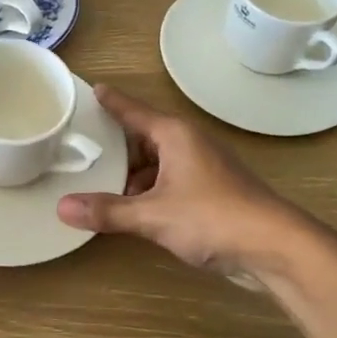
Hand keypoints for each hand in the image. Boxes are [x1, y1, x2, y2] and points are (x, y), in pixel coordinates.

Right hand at [57, 86, 307, 279]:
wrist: (274, 247)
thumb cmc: (212, 217)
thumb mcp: (153, 215)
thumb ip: (108, 212)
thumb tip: (62, 208)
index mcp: (175, 135)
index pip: (135, 111)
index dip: (113, 102)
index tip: (94, 90)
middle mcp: (189, 145)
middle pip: (144, 139)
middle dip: (116, 149)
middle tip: (82, 154)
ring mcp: (204, 169)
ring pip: (158, 164)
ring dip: (133, 176)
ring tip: (101, 189)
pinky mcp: (212, 193)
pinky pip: (170, 183)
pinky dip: (150, 193)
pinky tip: (134, 212)